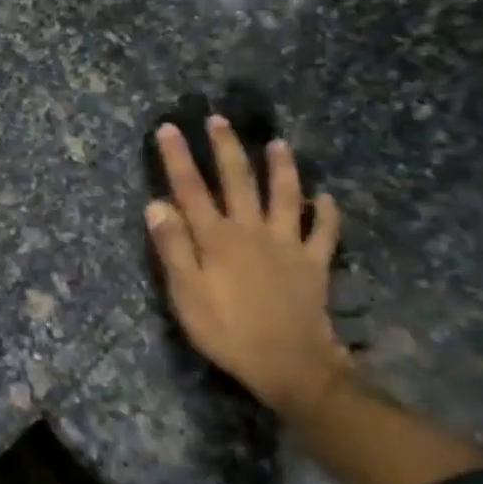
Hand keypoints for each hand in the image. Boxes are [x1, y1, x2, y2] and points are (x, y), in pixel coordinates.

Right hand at [146, 119, 348, 418]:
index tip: (168, 128)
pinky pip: (323, 232)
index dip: (178, 158)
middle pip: (238, 180)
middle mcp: (252, 230)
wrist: (289, 364)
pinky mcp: (313, 263)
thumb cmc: (228, 331)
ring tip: (278, 144)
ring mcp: (287, 244)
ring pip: (285, 195)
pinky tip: (326, 199)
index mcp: (217, 238)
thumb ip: (173, 247)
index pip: (190, 189)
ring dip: (281, 168)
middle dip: (226, 148)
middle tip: (218, 120)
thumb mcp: (187, 294)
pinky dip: (326, 213)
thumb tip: (157, 204)